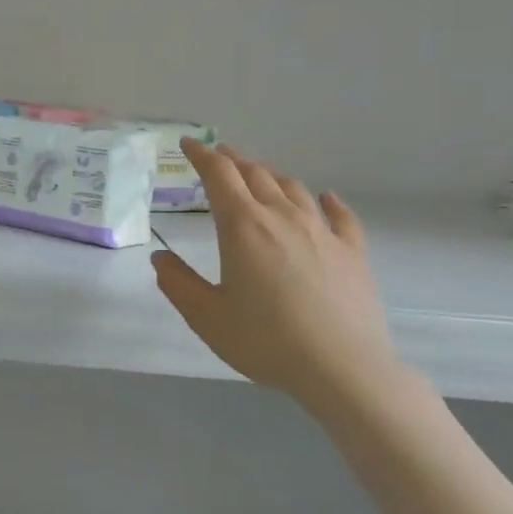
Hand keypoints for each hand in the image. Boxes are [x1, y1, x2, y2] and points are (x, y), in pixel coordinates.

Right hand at [152, 142, 411, 411]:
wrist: (342, 369)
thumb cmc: (266, 340)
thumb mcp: (206, 317)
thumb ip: (178, 283)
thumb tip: (160, 257)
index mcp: (242, 226)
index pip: (219, 175)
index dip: (201, 155)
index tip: (188, 144)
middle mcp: (282, 217)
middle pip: (255, 174)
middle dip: (233, 160)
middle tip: (218, 155)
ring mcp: (322, 232)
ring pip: (293, 188)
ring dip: (271, 175)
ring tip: (259, 174)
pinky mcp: (352, 252)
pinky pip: (340, 216)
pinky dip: (328, 201)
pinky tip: (326, 198)